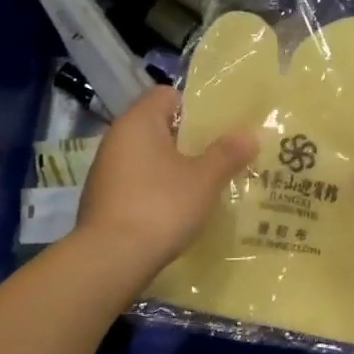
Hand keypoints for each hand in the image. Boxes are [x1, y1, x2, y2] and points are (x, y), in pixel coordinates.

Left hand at [76, 87, 256, 276]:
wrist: (111, 258)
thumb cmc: (161, 206)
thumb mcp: (203, 179)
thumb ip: (227, 153)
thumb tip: (250, 133)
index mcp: (138, 121)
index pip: (167, 95)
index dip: (195, 107)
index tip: (221, 127)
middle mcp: (117, 138)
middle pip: (159, 127)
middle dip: (190, 141)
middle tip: (222, 156)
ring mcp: (106, 170)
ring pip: (148, 158)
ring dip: (174, 167)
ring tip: (206, 185)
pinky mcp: (103, 200)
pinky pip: (137, 183)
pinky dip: (157, 190)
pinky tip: (178, 209)